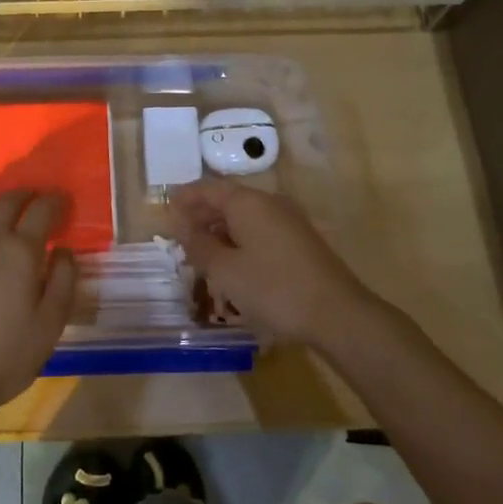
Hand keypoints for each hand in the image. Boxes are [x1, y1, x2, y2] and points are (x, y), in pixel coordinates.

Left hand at [0, 190, 75, 419]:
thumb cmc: (5, 355)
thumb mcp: (50, 324)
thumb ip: (63, 280)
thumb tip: (63, 249)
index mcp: (19, 250)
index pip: (41, 211)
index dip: (55, 201)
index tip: (63, 202)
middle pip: (6, 202)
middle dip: (25, 196)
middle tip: (36, 200)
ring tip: (3, 209)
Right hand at [169, 179, 384, 350]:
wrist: (337, 315)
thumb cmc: (274, 289)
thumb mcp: (225, 270)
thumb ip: (199, 245)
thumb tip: (181, 225)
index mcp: (248, 202)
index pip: (209, 188)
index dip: (185, 197)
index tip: (165, 208)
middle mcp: (270, 203)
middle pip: (228, 201)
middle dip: (202, 215)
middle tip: (179, 236)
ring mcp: (289, 222)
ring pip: (245, 217)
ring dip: (221, 230)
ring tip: (202, 253)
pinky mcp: (301, 242)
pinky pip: (261, 231)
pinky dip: (240, 240)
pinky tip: (233, 264)